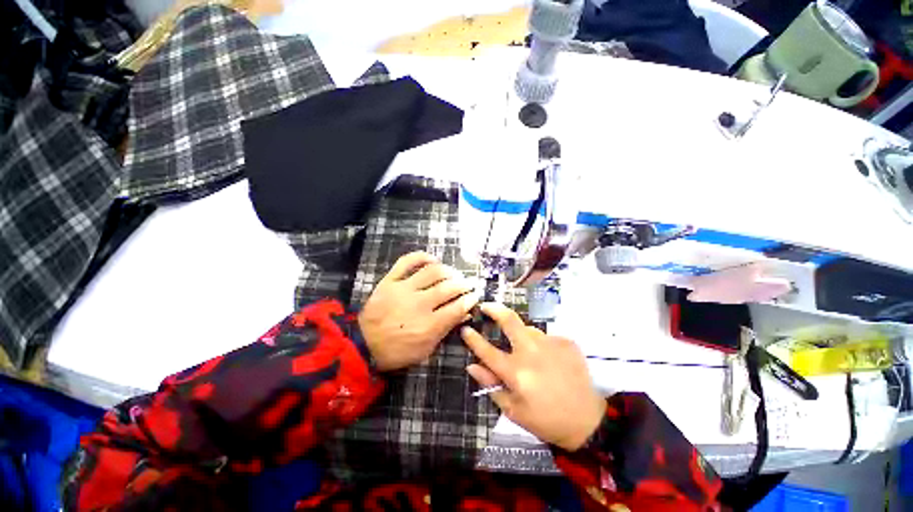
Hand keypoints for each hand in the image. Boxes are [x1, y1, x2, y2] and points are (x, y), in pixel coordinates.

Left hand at [359, 252, 477, 370]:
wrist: (362, 344)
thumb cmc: (397, 351)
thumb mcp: (425, 349)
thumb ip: (445, 330)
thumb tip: (464, 313)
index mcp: (429, 325)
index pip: (458, 307)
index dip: (470, 299)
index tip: (475, 295)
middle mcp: (419, 303)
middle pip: (449, 287)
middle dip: (464, 284)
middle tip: (469, 283)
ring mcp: (404, 289)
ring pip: (433, 272)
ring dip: (449, 270)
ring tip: (454, 273)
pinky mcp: (390, 280)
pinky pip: (407, 262)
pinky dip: (421, 256)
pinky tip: (433, 259)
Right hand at [461, 303, 605, 450]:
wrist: (588, 420)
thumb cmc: (545, 419)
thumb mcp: (513, 410)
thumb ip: (491, 384)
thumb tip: (472, 365)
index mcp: (516, 372)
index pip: (486, 350)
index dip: (472, 338)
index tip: (465, 328)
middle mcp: (531, 352)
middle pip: (509, 320)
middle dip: (494, 309)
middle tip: (486, 306)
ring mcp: (550, 344)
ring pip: (528, 329)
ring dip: (521, 335)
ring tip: (529, 353)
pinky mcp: (566, 342)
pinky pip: (545, 337)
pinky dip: (541, 345)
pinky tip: (549, 360)